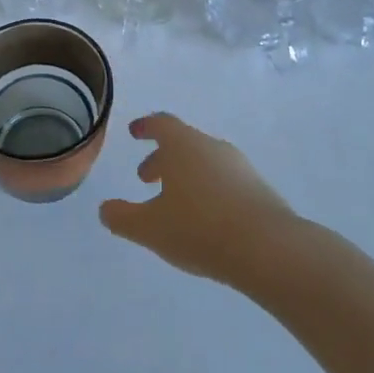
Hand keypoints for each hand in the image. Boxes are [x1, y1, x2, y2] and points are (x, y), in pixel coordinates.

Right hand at [99, 113, 295, 283]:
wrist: (268, 248)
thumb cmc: (199, 229)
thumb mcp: (150, 228)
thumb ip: (122, 218)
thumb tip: (105, 209)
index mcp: (183, 146)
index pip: (161, 124)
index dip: (145, 127)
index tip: (134, 132)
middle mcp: (212, 147)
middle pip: (183, 143)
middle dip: (162, 158)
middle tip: (146, 179)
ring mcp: (239, 166)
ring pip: (205, 162)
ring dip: (185, 175)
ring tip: (175, 203)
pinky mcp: (258, 189)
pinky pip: (225, 180)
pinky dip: (208, 190)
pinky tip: (205, 219)